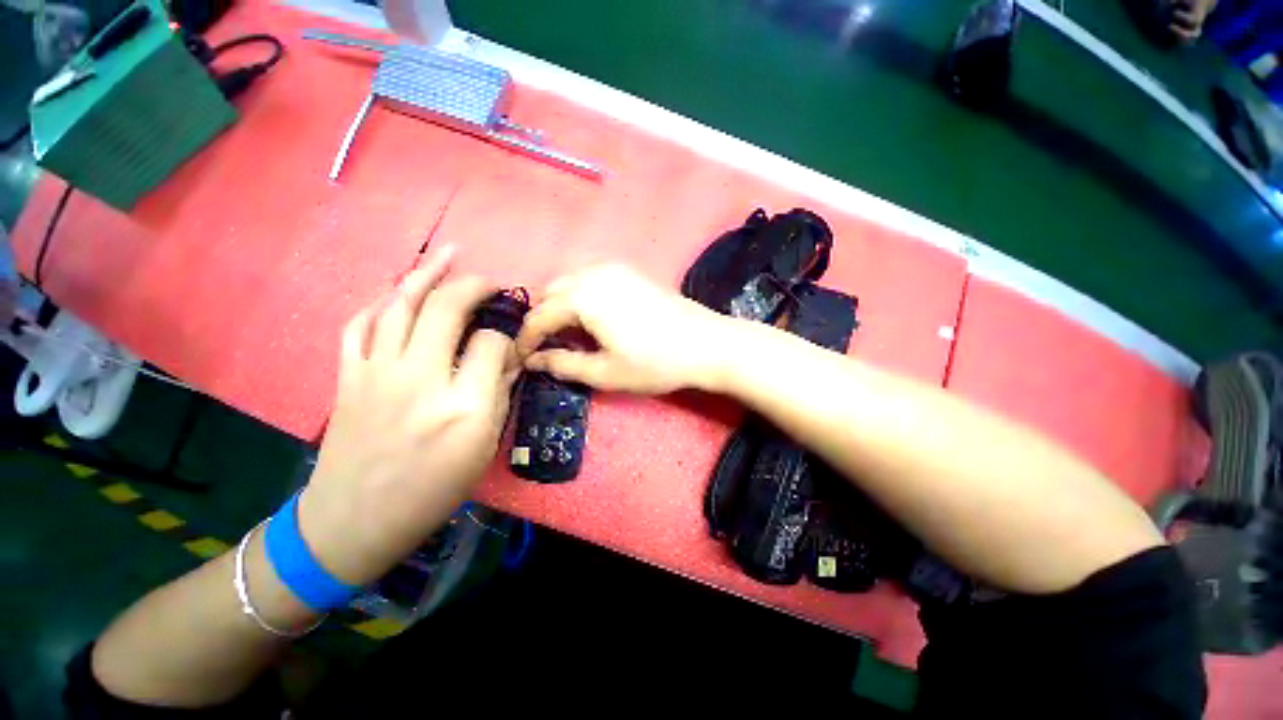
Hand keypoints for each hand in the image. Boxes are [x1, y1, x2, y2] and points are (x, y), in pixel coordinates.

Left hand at [297, 246, 517, 585]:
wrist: (354, 522)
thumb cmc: (431, 491)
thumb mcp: (483, 448)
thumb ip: (498, 395)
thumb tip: (508, 356)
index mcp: (464, 406)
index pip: (491, 343)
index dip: (506, 334)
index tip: (511, 337)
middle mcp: (420, 380)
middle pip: (447, 309)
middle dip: (473, 286)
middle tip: (490, 281)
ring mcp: (377, 373)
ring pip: (401, 305)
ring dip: (426, 274)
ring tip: (449, 255)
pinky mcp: (348, 376)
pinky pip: (361, 324)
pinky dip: (381, 301)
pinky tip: (398, 292)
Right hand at [515, 264, 739, 393]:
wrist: (706, 344)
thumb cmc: (655, 362)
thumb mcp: (605, 372)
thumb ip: (564, 364)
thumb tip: (533, 361)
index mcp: (582, 297)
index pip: (539, 317)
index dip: (526, 340)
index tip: (520, 360)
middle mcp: (593, 273)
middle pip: (551, 294)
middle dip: (542, 320)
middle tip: (546, 348)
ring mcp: (614, 269)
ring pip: (571, 284)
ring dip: (561, 307)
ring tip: (568, 335)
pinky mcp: (630, 273)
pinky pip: (591, 280)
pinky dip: (581, 297)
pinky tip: (592, 319)